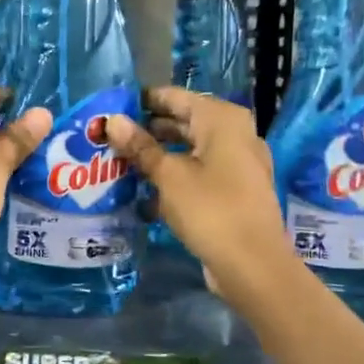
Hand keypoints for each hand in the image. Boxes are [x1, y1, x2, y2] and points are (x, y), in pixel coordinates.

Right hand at [106, 88, 295, 308]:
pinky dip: (175, 176)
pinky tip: (146, 191)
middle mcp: (235, 134)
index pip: (175, 97)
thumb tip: (112, 120)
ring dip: (159, 155)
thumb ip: (140, 146)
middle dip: (148, 130)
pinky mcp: (235, 191)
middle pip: (184, 122)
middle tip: (110, 138)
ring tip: (121, 163)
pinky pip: (200, 172)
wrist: (253, 265)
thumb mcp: (168, 175)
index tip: (111, 109)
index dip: (143, 101)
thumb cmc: (210, 209)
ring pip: (191, 149)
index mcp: (222, 120)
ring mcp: (239, 164)